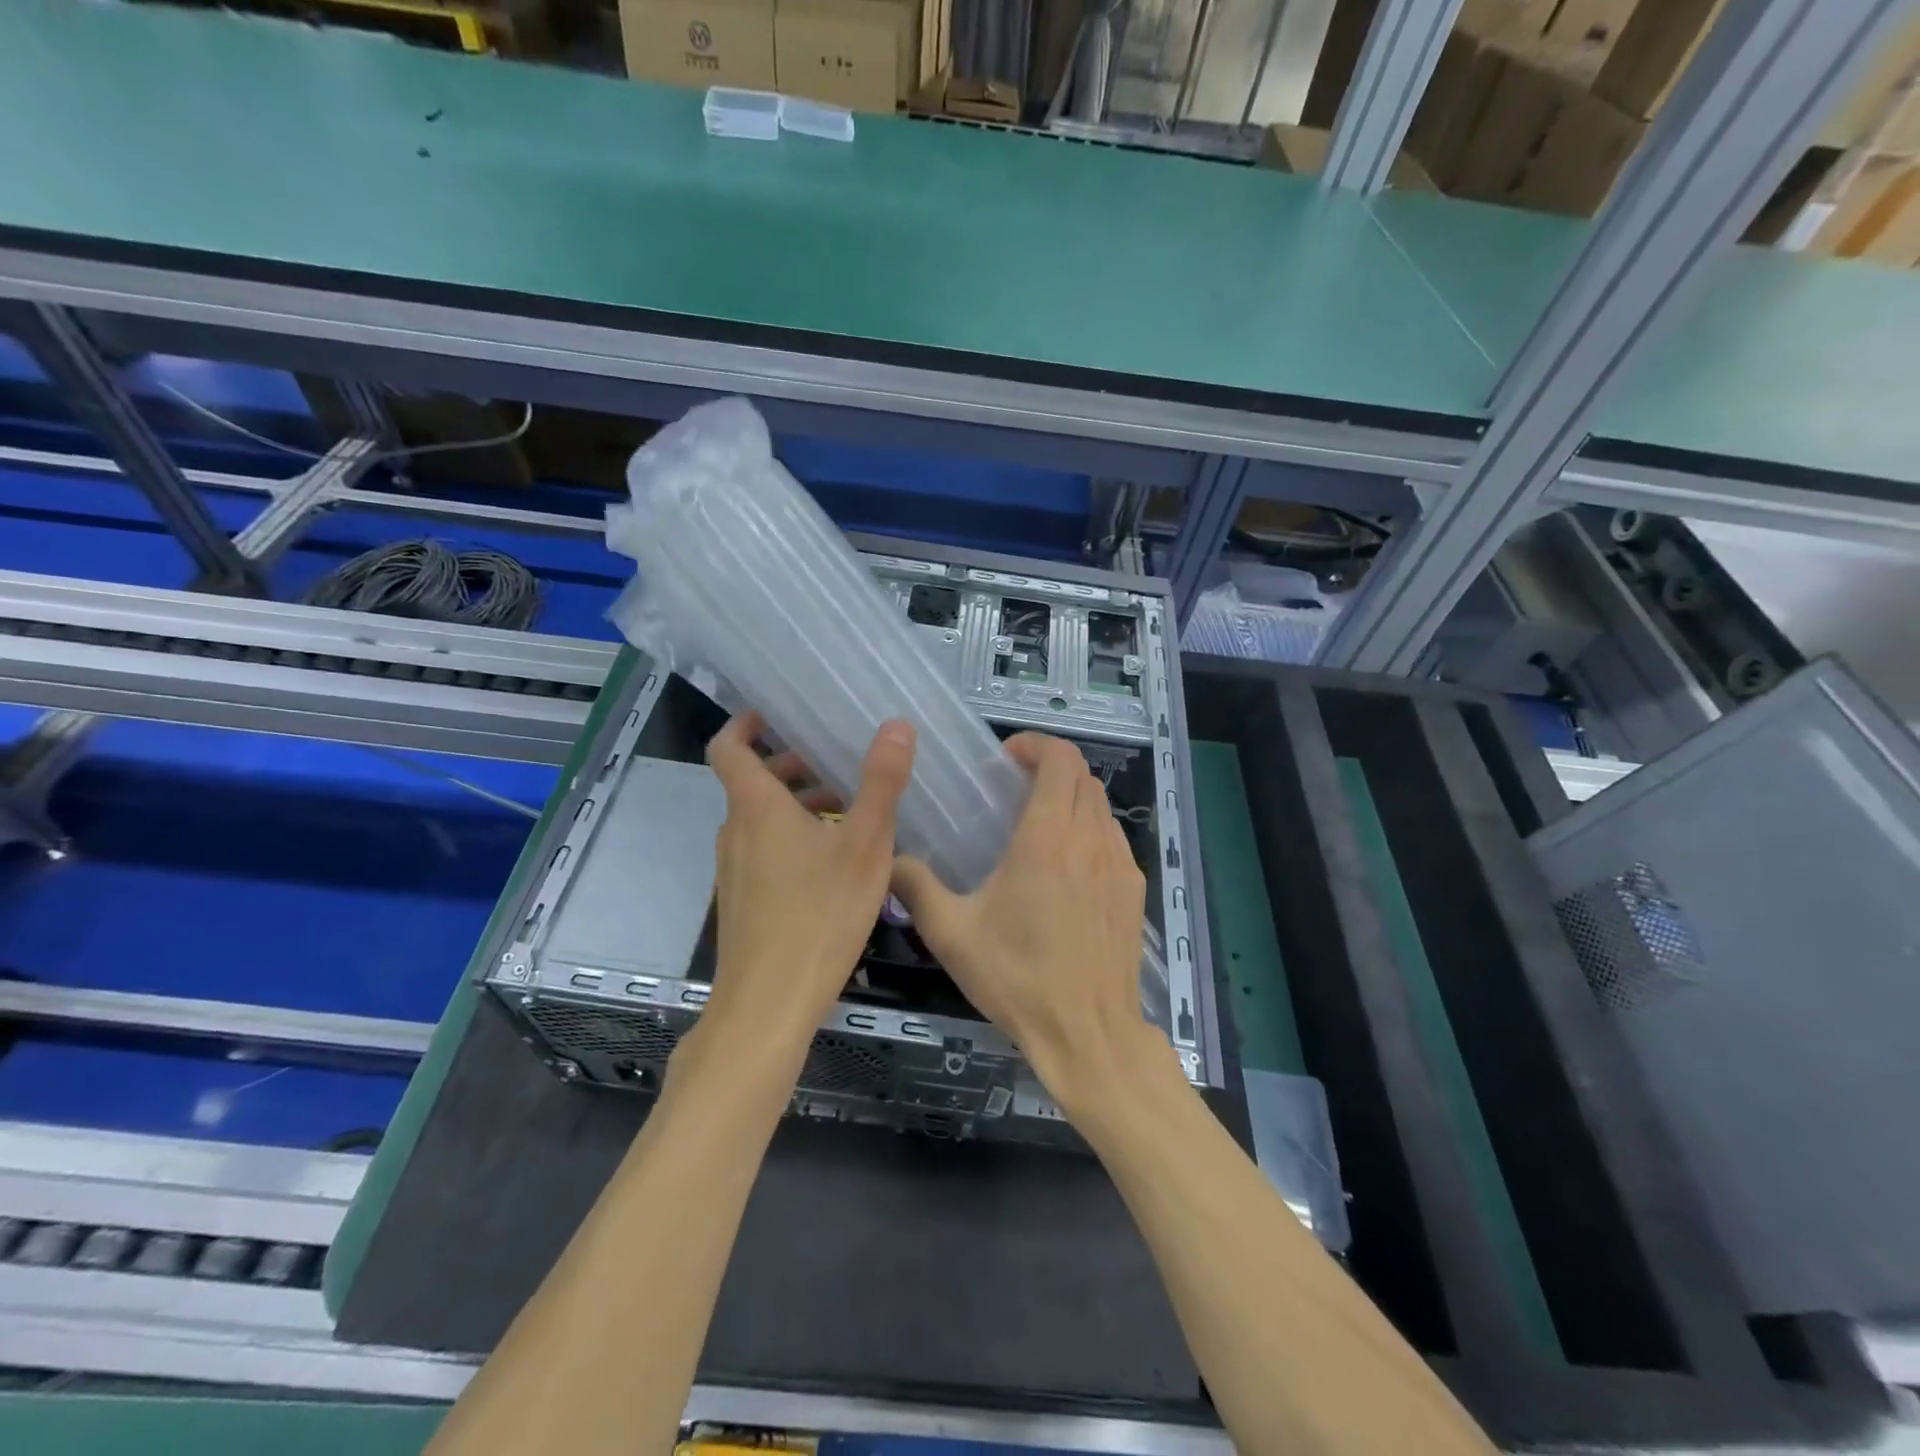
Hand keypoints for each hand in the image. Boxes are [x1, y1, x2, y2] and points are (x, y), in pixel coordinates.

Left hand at [702, 711, 914, 1047]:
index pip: (728, 748)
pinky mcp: (744, 902)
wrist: (769, 1005)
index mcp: (756, 808)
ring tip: (847, 812)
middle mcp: (736, 833)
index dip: (745, 724)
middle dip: (791, 766)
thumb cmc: (819, 915)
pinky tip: (834, 864)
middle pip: (752, 783)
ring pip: (761, 820)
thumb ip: (881, 783)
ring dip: (797, 805)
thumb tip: (897, 726)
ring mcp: (735, 871)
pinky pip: (764, 851)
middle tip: (834, 763)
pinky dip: (792, 838)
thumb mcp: (864, 845)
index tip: (773, 714)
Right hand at [890, 733, 1174, 1116]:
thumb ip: (915, 888)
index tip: (1006, 757)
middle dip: (1050, 767)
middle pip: (1082, 776)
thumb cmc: (1018, 978)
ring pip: (1101, 805)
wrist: (1089, 1034)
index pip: (1061, 759)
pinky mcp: (1133, 889)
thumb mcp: (952, 934)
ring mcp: (1120, 864)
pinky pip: (1113, 837)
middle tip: (1013, 787)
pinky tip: (1066, 865)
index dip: (1036, 744)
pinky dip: (1090, 828)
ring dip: (1071, 797)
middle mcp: (1090, 839)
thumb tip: (888, 860)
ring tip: (1037, 822)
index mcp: (1047, 838)